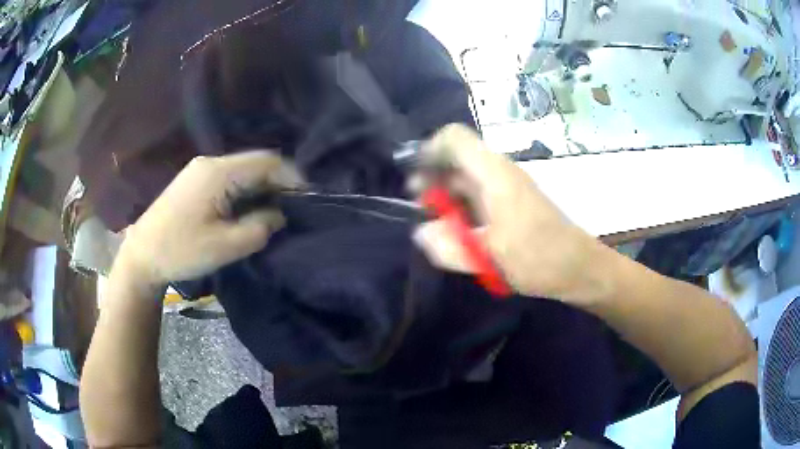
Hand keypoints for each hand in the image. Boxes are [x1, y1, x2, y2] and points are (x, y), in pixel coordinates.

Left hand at [116, 151, 303, 285]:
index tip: (308, 199)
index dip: (292, 177)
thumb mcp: (226, 246)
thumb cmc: (181, 251)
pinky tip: (248, 209)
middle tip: (294, 208)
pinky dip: (245, 190)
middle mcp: (211, 163)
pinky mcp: (194, 181)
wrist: (142, 255)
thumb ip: (259, 227)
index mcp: (218, 173)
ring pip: (243, 170)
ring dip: (261, 187)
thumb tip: (278, 214)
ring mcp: (200, 170)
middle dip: (278, 183)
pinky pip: (229, 178)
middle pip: (255, 163)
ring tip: (275, 211)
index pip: (267, 162)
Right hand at [414, 125, 603, 301]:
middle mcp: (499, 172)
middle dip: (432, 177)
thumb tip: (421, 233)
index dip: (428, 150)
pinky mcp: (511, 202)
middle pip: (456, 158)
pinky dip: (461, 206)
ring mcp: (506, 186)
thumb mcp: (489, 257)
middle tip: (418, 206)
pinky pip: (478, 194)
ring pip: (466, 177)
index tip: (413, 178)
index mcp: (494, 174)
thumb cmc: (538, 258)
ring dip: (446, 194)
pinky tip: (456, 230)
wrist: (578, 267)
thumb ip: (449, 246)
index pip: (454, 138)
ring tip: (433, 222)